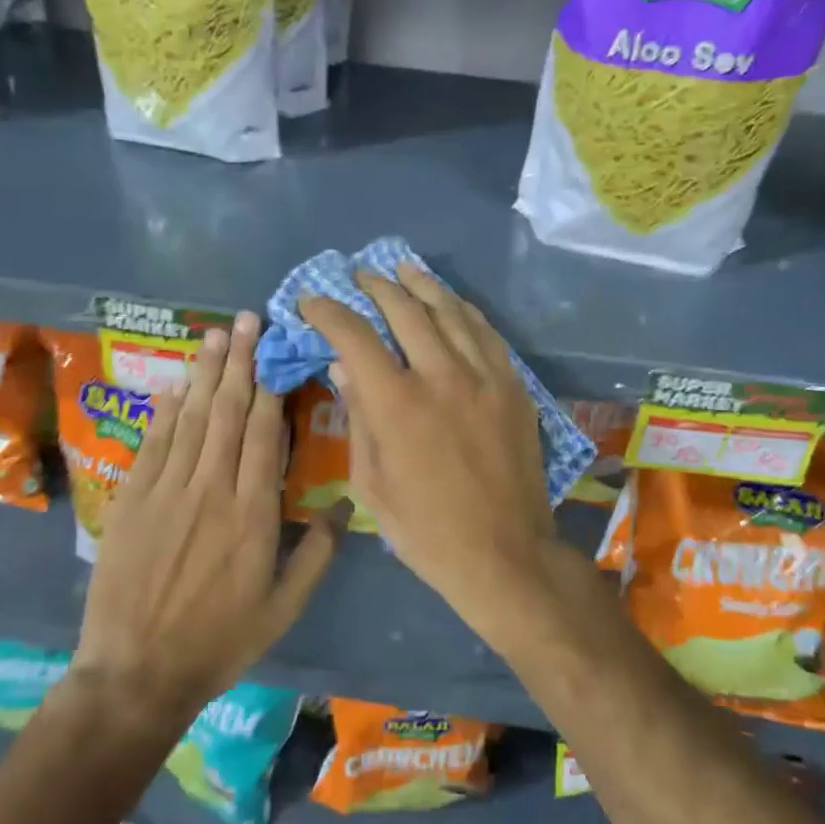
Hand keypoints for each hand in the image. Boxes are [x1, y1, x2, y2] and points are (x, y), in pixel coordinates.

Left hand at [75, 311, 340, 721]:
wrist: (135, 674)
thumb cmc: (220, 640)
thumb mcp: (285, 606)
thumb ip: (319, 553)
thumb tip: (347, 504)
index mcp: (252, 511)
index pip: (263, 433)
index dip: (270, 386)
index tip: (276, 350)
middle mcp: (210, 488)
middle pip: (227, 411)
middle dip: (240, 361)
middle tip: (248, 319)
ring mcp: (166, 490)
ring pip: (191, 418)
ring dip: (205, 372)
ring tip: (217, 334)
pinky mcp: (132, 500)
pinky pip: (153, 443)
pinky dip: (165, 411)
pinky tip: (175, 384)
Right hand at [300, 264, 559, 647]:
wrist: (506, 555)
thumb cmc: (427, 530)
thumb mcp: (372, 484)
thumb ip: (358, 417)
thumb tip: (343, 366)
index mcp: (398, 404)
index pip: (355, 336)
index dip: (328, 311)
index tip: (311, 301)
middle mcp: (442, 376)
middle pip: (405, 310)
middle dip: (376, 287)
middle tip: (359, 276)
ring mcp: (484, 376)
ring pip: (449, 311)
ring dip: (421, 285)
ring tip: (402, 268)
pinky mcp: (513, 385)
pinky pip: (486, 332)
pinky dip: (463, 309)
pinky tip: (450, 301)